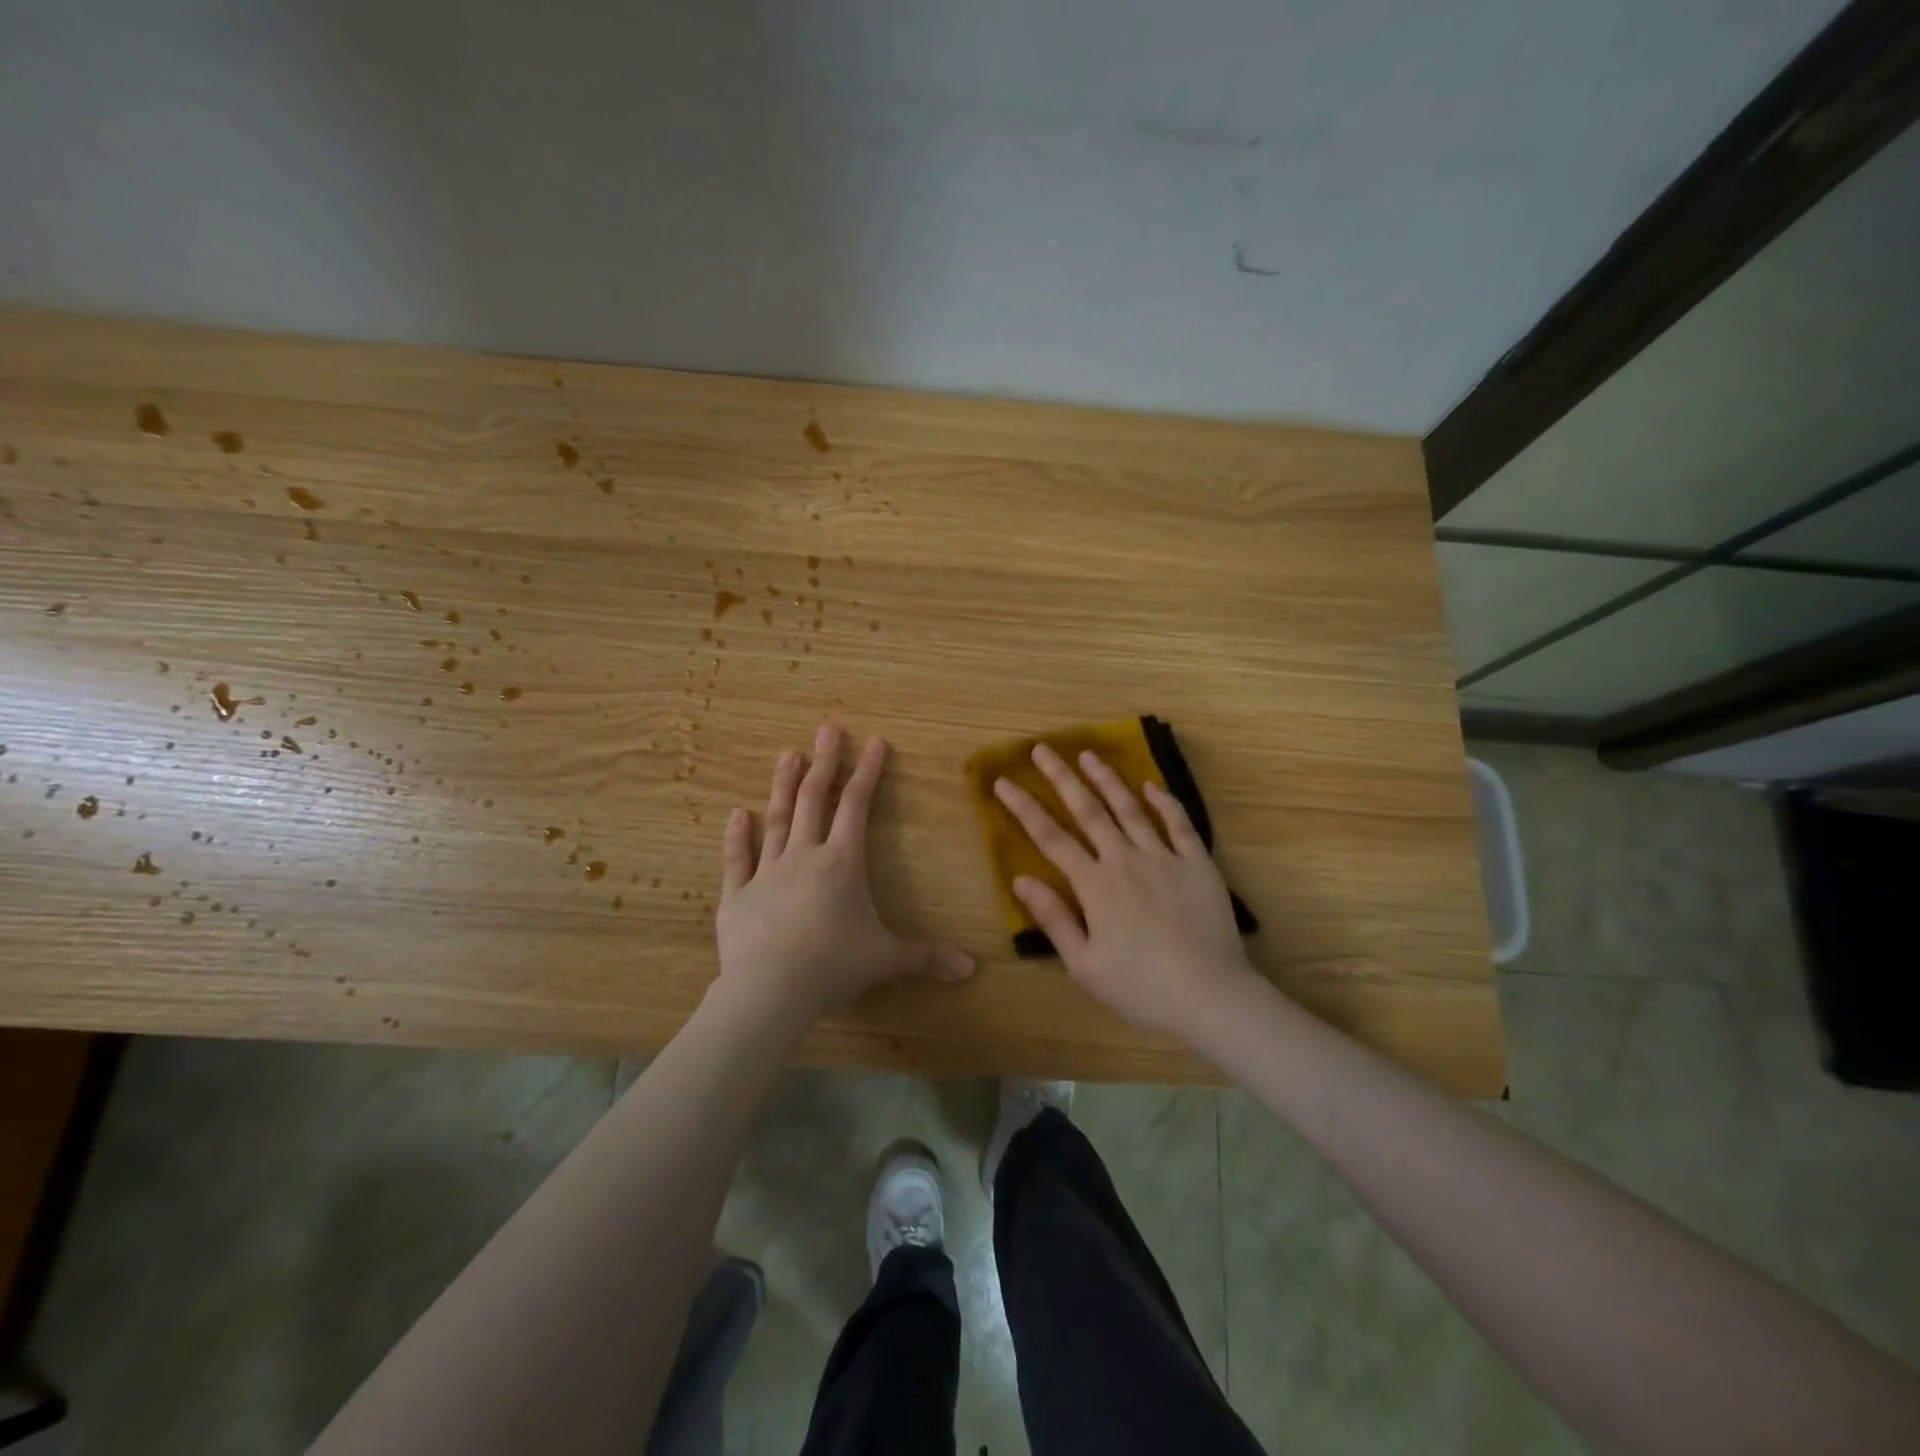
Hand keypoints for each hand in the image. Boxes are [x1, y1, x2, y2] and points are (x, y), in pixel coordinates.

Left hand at [715, 724, 973, 1021]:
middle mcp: (804, 856)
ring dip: (783, 786)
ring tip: (787, 754)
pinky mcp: (737, 895)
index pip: (857, 806)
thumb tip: (970, 969)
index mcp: (842, 862)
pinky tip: (736, 813)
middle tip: (827, 730)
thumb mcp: (886, 959)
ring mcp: (767, 872)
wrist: (771, 989)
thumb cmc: (834, 965)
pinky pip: (737, 859)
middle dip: (824, 763)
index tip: (874, 742)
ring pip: (776, 819)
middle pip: (815, 800)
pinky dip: (737, 836)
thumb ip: (926, 957)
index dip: (867, 772)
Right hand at [993, 744, 1256, 1037]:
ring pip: (1130, 809)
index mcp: (1095, 885)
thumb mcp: (1084, 964)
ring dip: (1108, 779)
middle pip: (1088, 811)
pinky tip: (1152, 786)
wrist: (1210, 995)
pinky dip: (1165, 803)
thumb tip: (1021, 879)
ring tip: (1089, 754)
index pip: (1051, 838)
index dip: (1024, 808)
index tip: (1003, 782)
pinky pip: (1180, 825)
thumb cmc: (1140, 987)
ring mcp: (1164, 858)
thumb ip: (1053, 918)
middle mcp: (1125, 860)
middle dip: (1062, 778)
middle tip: (1043, 749)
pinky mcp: (1198, 865)